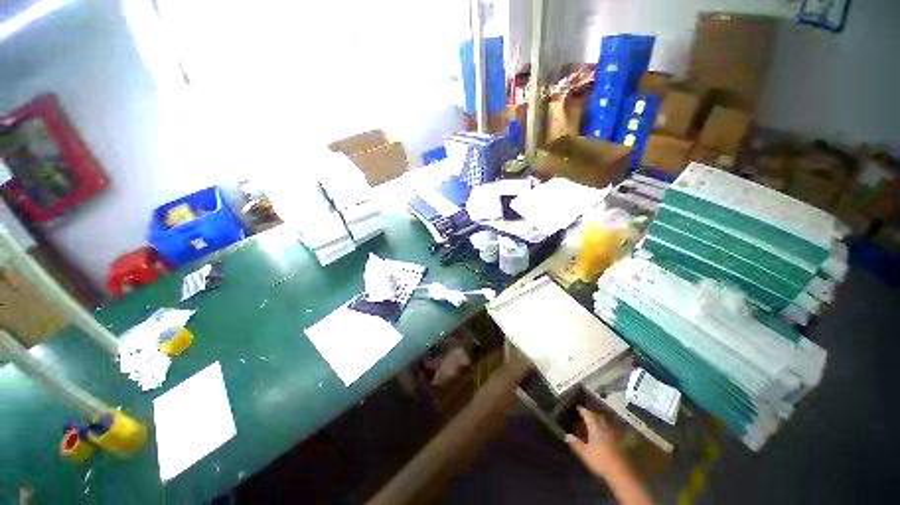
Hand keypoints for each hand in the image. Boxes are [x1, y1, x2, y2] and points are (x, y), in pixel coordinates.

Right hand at [565, 406, 622, 477]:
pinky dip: (608, 430)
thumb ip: (576, 444)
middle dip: (593, 414)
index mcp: (595, 427)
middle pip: (599, 416)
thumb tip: (566, 435)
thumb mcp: (585, 453)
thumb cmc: (601, 460)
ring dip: (601, 421)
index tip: (578, 408)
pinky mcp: (622, 442)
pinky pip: (613, 431)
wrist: (622, 472)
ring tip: (596, 423)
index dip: (582, 410)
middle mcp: (605, 427)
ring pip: (607, 423)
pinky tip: (606, 435)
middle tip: (587, 415)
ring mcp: (615, 434)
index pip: (588, 414)